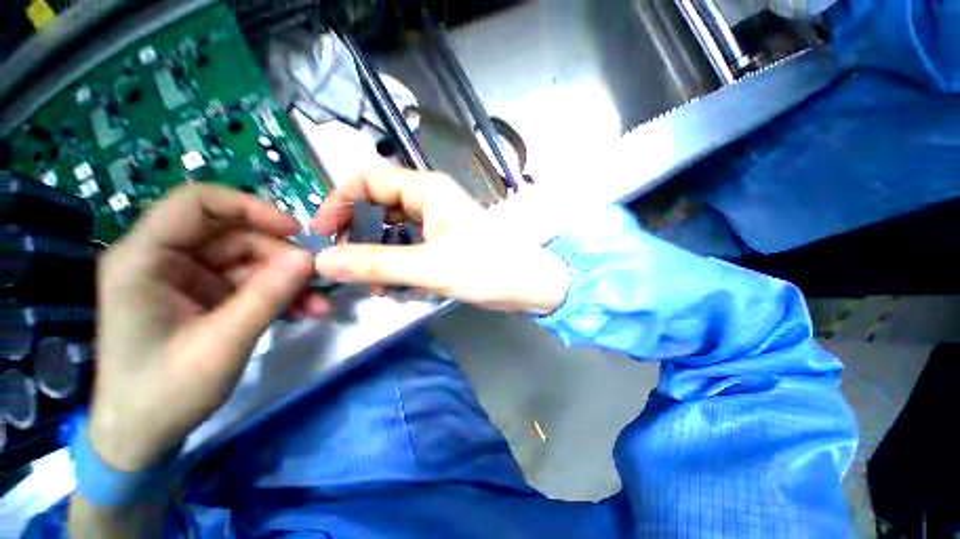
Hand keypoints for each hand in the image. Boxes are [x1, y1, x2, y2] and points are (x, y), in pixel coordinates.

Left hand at [90, 184, 324, 470]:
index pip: (196, 204)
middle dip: (281, 258)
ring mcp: (188, 279)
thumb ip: (267, 297)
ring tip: (319, 306)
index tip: (295, 230)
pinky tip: (306, 312)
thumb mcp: (221, 344)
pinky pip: (252, 284)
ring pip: (251, 261)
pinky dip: (281, 295)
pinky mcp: (206, 297)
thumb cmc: (164, 393)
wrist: (143, 436)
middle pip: (235, 236)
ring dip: (289, 281)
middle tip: (317, 281)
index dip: (249, 207)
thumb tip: (310, 259)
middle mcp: (165, 260)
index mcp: (145, 259)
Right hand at [312, 169, 570, 313]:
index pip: (368, 180)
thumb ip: (376, 264)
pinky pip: (410, 244)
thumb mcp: (428, 266)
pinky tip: (396, 285)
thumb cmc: (485, 267)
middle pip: (378, 205)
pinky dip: (398, 262)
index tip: (323, 234)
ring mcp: (438, 220)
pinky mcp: (445, 239)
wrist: (527, 283)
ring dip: (379, 254)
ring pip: (393, 228)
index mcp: (426, 189)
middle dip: (358, 234)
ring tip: (375, 284)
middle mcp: (430, 198)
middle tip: (347, 265)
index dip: (339, 203)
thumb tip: (324, 262)